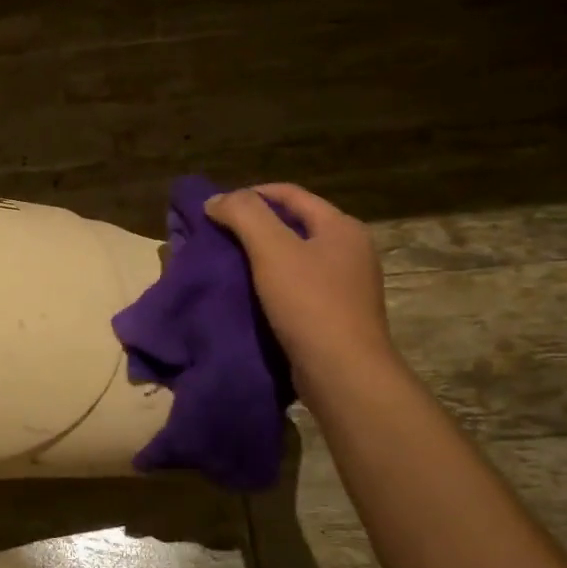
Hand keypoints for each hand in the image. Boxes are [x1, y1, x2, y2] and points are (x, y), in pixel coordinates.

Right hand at [206, 183, 397, 394]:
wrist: (343, 373)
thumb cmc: (310, 303)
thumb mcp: (272, 249)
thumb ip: (244, 215)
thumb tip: (216, 199)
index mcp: (341, 227)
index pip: (290, 194)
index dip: (250, 194)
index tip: (216, 209)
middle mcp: (350, 250)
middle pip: (294, 224)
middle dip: (254, 226)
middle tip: (218, 236)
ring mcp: (347, 284)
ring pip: (295, 256)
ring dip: (261, 256)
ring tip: (228, 264)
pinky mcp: (337, 314)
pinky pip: (299, 285)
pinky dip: (272, 282)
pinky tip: (250, 294)